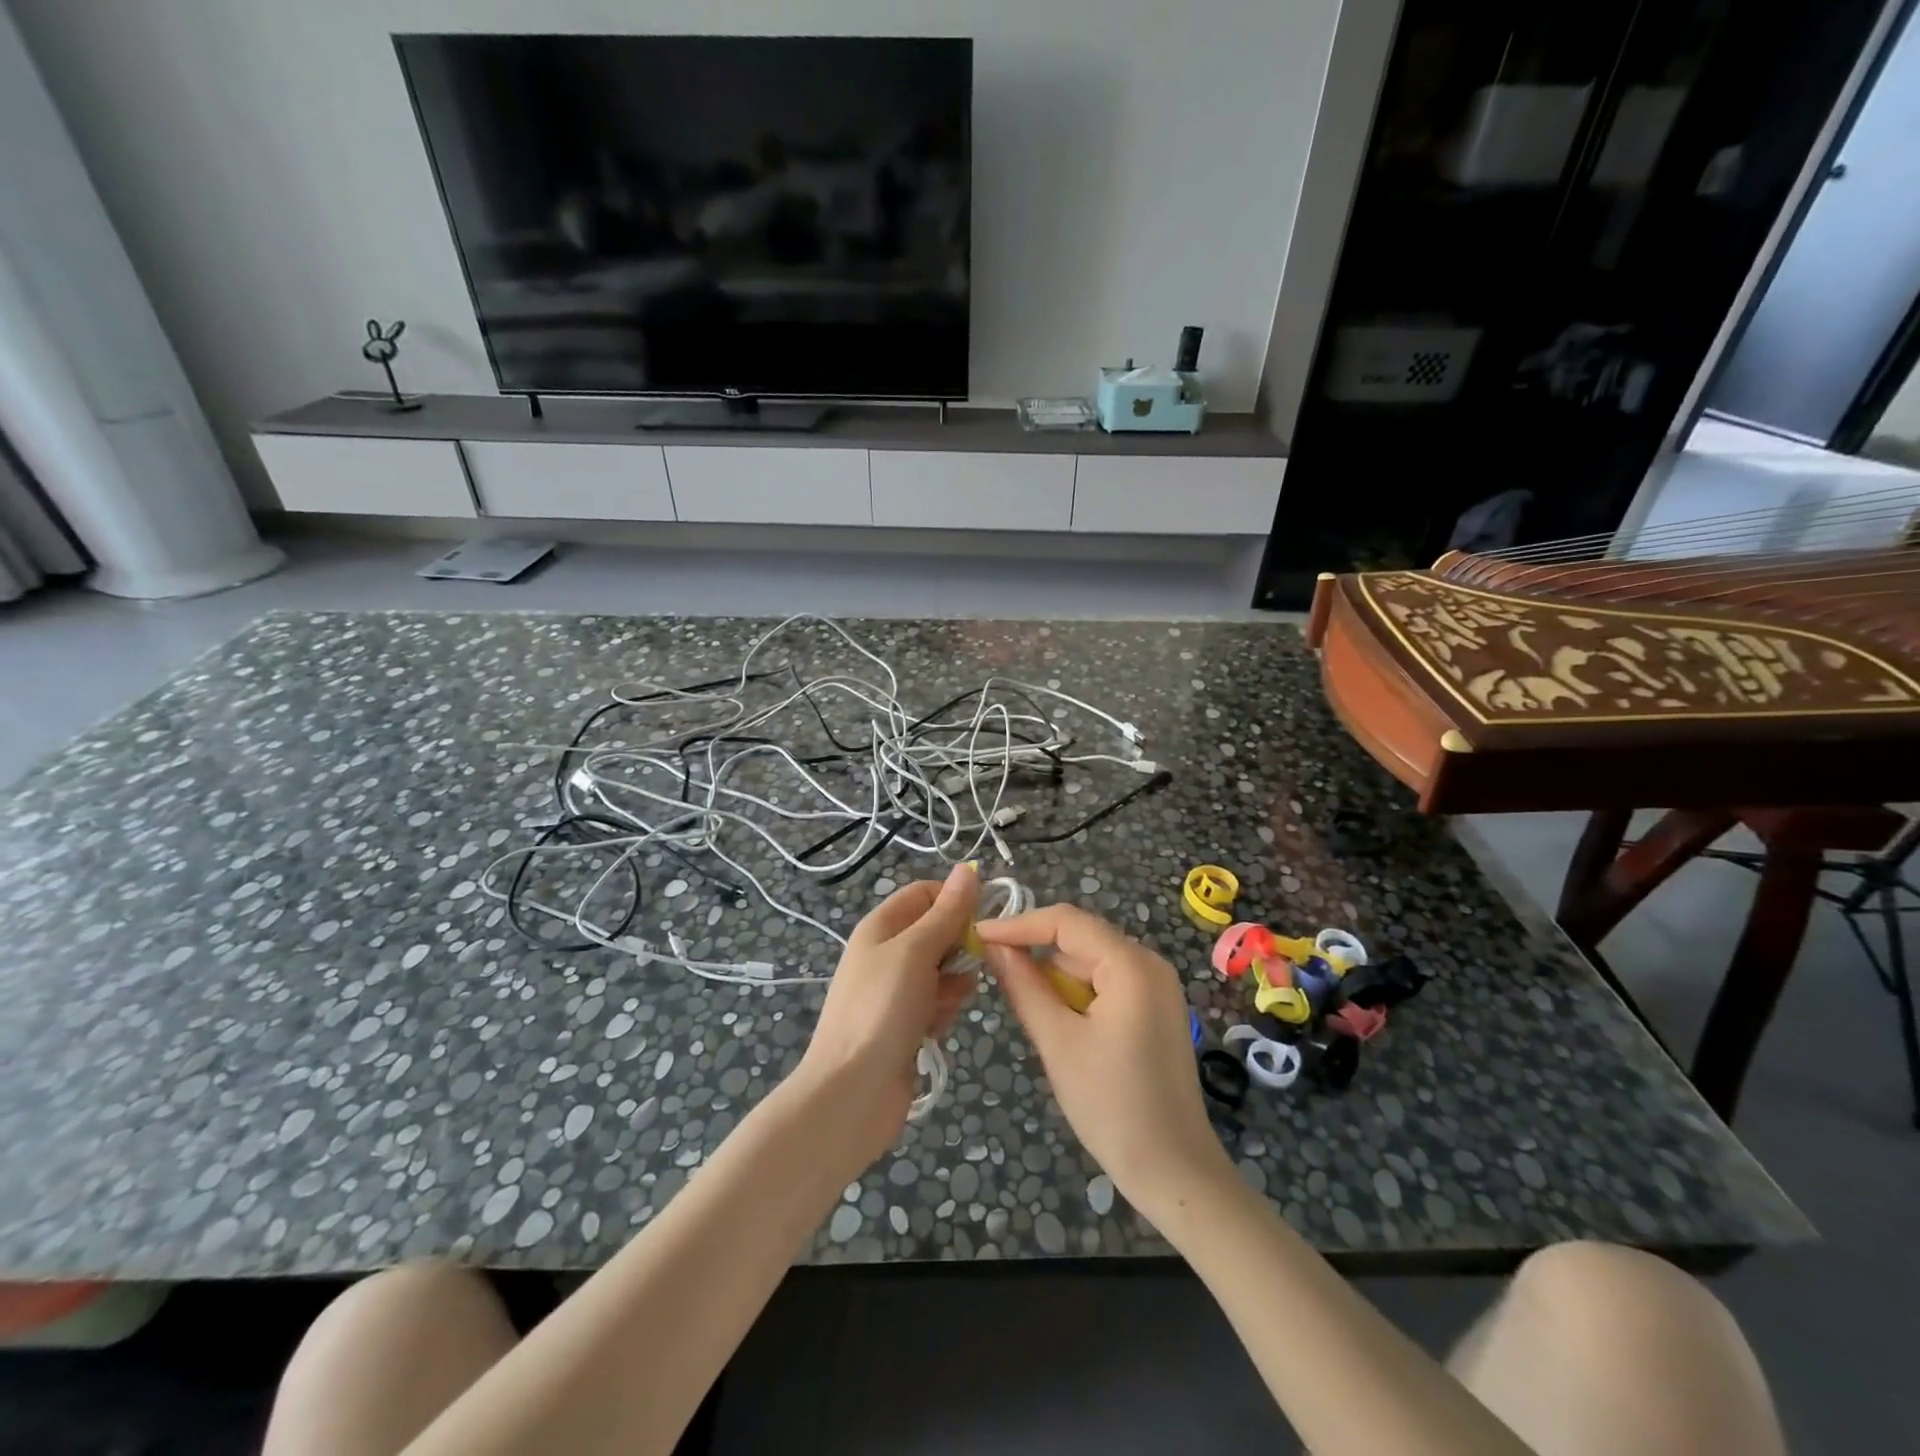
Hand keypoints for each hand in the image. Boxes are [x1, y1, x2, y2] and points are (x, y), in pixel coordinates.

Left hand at [793, 862, 980, 1166]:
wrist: (852, 1091)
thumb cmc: (882, 1009)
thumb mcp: (916, 951)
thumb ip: (946, 912)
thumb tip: (968, 869)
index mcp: (881, 926)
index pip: (925, 894)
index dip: (955, 900)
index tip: (984, 919)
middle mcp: (886, 953)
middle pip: (936, 933)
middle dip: (959, 948)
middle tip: (971, 965)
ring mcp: (894, 991)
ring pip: (942, 971)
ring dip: (953, 985)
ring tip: (945, 1004)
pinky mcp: (904, 1024)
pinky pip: (936, 1004)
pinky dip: (942, 1012)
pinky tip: (936, 1030)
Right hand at [978, 905, 1234, 1223]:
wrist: (1175, 1172)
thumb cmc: (1112, 1106)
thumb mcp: (1058, 1042)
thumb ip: (1024, 987)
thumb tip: (994, 947)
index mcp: (1131, 964)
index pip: (1065, 922)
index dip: (1018, 924)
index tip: (978, 937)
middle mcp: (1149, 963)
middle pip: (1079, 939)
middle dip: (1035, 952)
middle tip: (991, 971)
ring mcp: (1156, 987)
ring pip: (1090, 962)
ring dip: (1054, 976)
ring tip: (1022, 1003)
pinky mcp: (1154, 1009)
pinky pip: (1106, 984)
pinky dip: (1076, 994)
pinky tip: (1056, 1020)